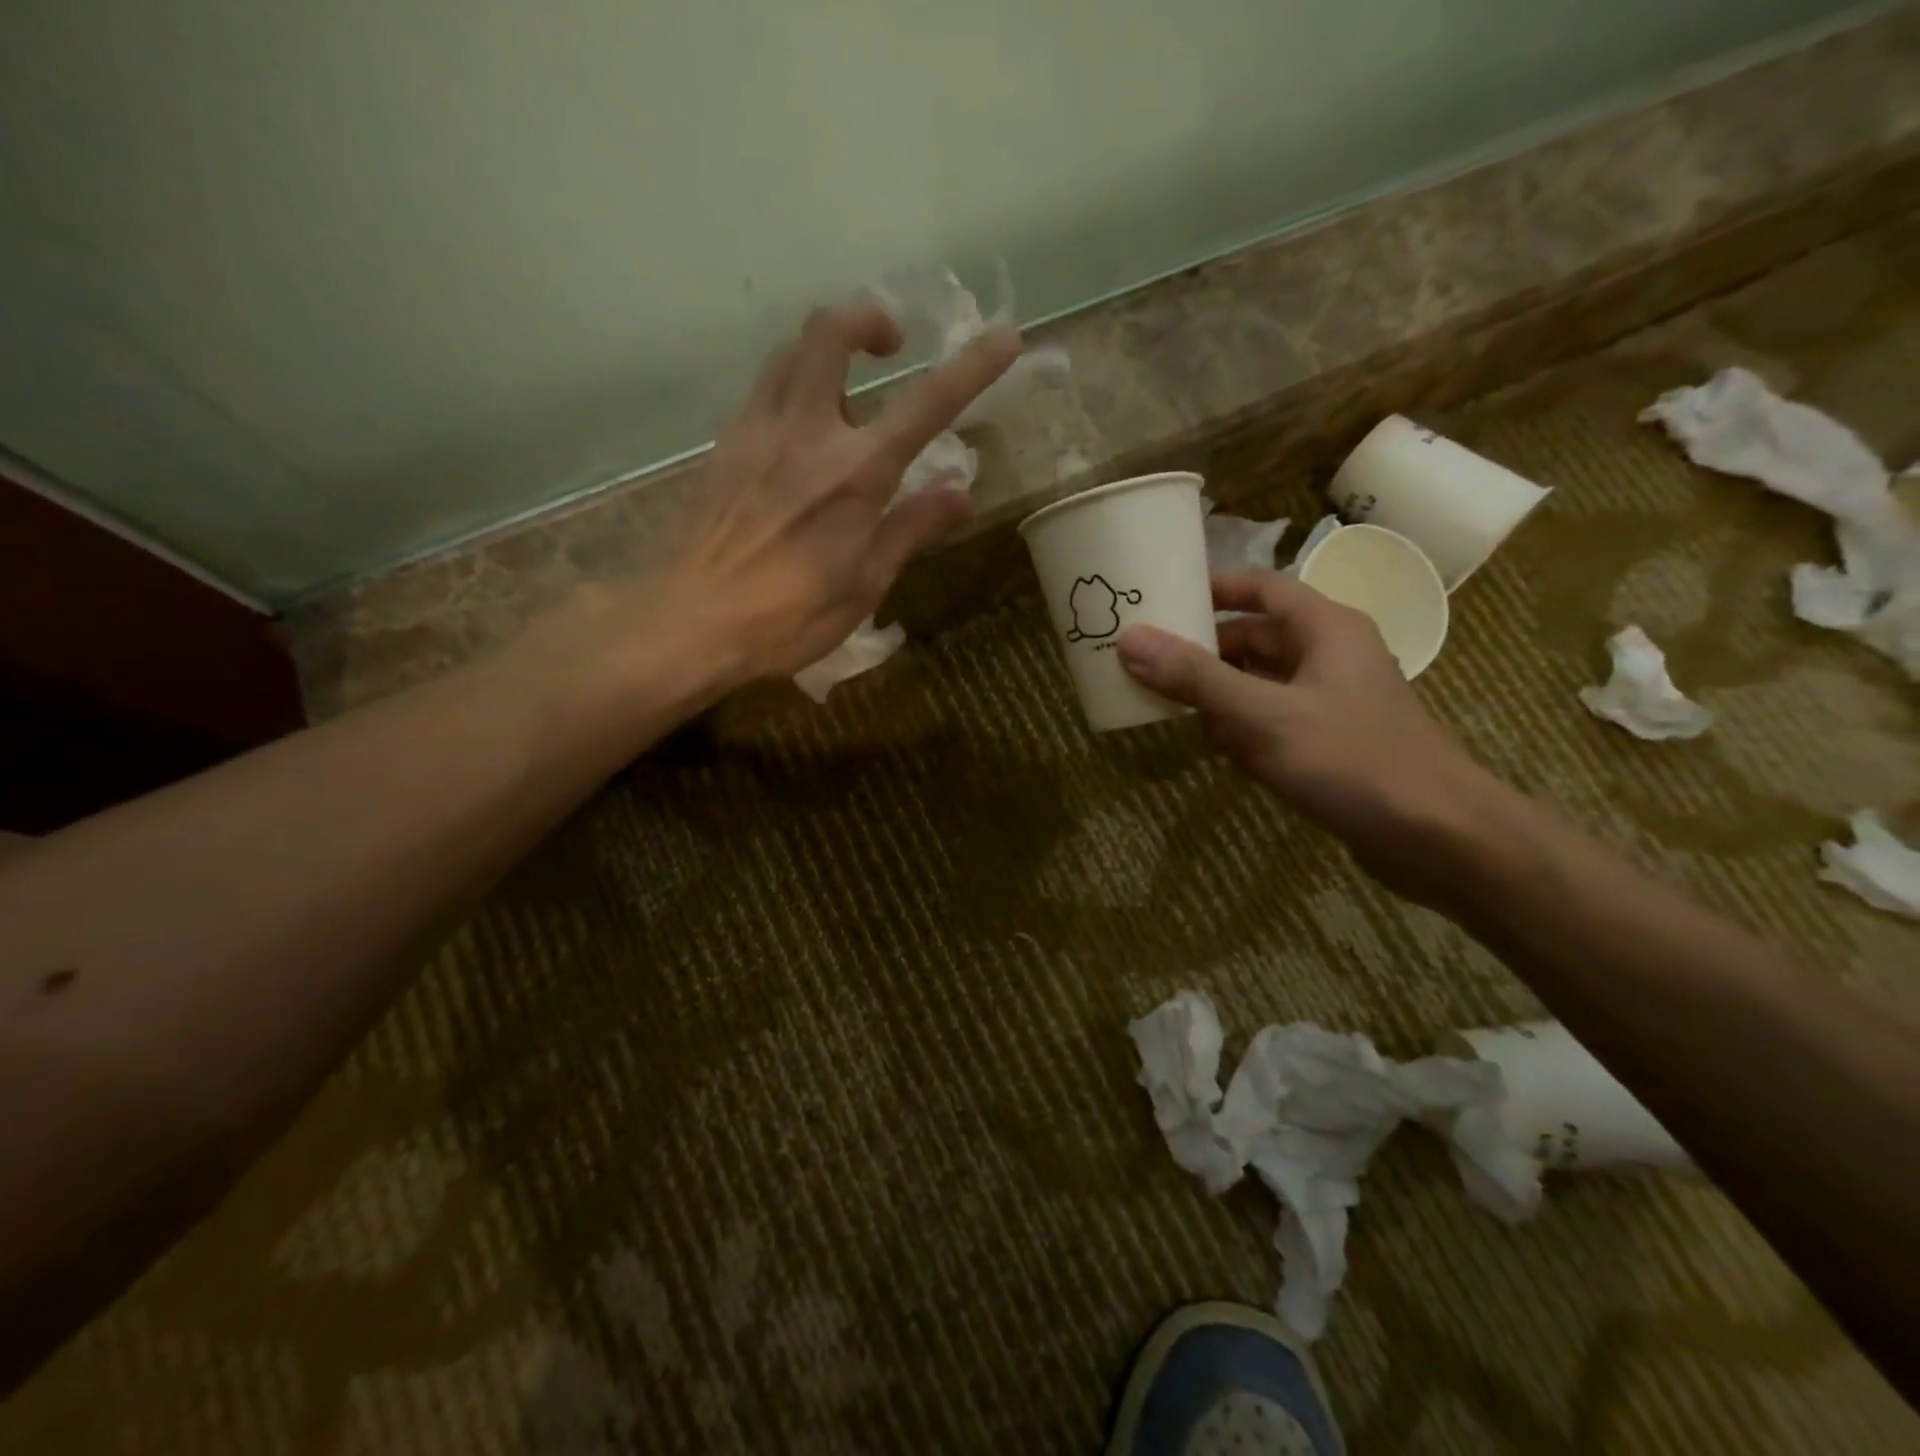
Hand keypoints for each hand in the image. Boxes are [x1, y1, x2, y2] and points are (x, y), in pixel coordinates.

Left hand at [673, 303, 1020, 681]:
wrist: (694, 622)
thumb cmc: (791, 616)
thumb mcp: (866, 582)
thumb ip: (913, 527)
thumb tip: (962, 494)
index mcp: (857, 472)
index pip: (928, 404)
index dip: (972, 367)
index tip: (1004, 337)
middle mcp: (808, 432)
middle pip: (831, 332)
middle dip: (867, 320)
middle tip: (889, 347)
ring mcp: (758, 431)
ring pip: (789, 351)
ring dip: (825, 350)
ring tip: (845, 390)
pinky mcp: (724, 446)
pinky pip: (761, 390)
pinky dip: (790, 386)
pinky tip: (798, 433)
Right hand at [1117, 571, 1501, 904]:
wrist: (1436, 837)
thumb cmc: (1352, 759)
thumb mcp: (1263, 715)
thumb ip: (1195, 678)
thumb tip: (1129, 639)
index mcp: (1326, 629)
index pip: (1263, 587)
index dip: (1214, 589)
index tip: (1163, 600)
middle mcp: (1331, 656)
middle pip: (1256, 639)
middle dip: (1206, 653)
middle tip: (1150, 664)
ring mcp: (1333, 702)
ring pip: (1261, 684)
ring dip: (1222, 698)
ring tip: (1175, 712)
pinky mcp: (1332, 743)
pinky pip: (1275, 723)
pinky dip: (1247, 732)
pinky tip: (1228, 756)